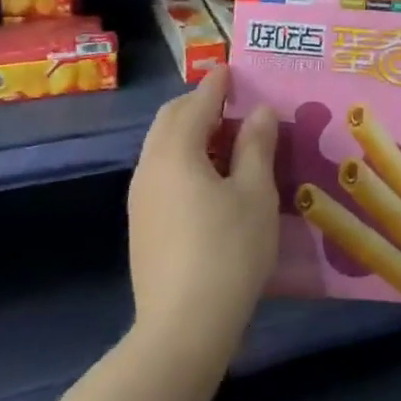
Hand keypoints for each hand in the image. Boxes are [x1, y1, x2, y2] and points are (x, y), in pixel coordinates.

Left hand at [127, 67, 280, 357]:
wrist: (181, 330)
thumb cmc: (227, 252)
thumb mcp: (255, 194)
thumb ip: (256, 146)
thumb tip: (259, 111)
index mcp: (176, 150)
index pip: (197, 102)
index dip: (217, 83)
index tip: (233, 69)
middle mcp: (150, 165)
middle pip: (171, 119)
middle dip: (199, 104)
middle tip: (234, 105)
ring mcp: (140, 197)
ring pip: (163, 146)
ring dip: (192, 133)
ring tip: (228, 142)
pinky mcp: (141, 224)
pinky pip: (162, 172)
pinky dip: (184, 159)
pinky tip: (211, 181)